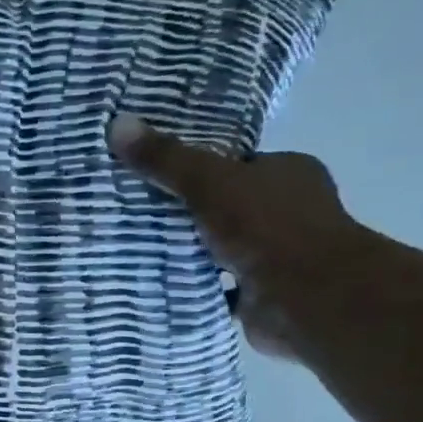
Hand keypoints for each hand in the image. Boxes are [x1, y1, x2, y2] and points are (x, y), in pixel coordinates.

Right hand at [108, 113, 372, 358]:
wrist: (305, 296)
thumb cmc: (267, 227)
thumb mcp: (209, 182)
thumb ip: (167, 159)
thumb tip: (117, 125)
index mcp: (289, 173)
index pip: (239, 165)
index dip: (200, 170)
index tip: (158, 177)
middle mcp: (290, 211)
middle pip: (230, 207)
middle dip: (192, 214)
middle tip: (141, 215)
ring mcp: (279, 256)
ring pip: (226, 249)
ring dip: (195, 253)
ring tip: (143, 250)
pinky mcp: (264, 294)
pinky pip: (223, 286)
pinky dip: (200, 286)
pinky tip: (166, 285)